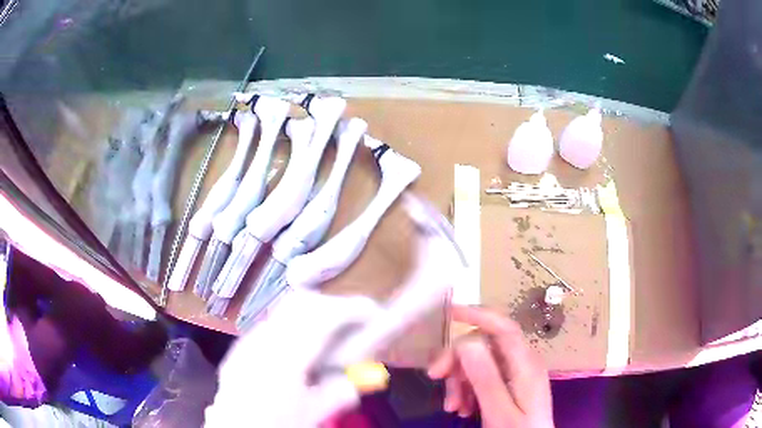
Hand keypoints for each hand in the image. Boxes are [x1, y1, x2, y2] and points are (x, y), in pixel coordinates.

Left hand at [205, 289, 381, 427]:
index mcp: (284, 359)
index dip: (352, 309)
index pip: (322, 316)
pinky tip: (301, 350)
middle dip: (333, 305)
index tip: (374, 314)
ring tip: (331, 334)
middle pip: (301, 302)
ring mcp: (248, 341)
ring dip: (314, 313)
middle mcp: (263, 340)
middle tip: (354, 322)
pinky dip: (295, 325)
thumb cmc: (273, 425)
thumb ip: (339, 392)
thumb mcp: (311, 415)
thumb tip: (363, 376)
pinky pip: (273, 324)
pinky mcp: (240, 347)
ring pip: (284, 309)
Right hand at [428, 305, 553, 426]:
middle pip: (484, 345)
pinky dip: (467, 389)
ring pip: (479, 361)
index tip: (449, 313)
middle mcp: (522, 362)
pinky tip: (463, 408)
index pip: (504, 328)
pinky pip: (482, 376)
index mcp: (525, 365)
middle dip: (458, 360)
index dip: (478, 314)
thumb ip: (486, 379)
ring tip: (453, 407)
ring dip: (460, 380)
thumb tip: (467, 342)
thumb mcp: (500, 412)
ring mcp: (516, 373)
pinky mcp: (510, 383)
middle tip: (436, 378)